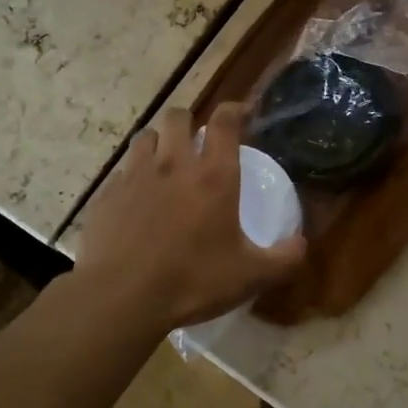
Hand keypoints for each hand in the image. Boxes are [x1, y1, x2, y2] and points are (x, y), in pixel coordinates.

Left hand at [74, 103, 306, 333]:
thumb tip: (301, 245)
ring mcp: (134, 176)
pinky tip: (136, 200)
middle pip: (177, 117)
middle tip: (197, 142)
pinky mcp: (106, 195)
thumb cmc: (193, 281)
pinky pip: (120, 172)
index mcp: (214, 176)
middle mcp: (174, 164)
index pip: (224, 121)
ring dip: (158, 143)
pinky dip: (132, 176)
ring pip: (145, 137)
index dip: (235, 109)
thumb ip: (284, 258)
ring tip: (164, 164)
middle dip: (189, 121)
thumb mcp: (251, 276)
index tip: (243, 112)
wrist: (121, 298)